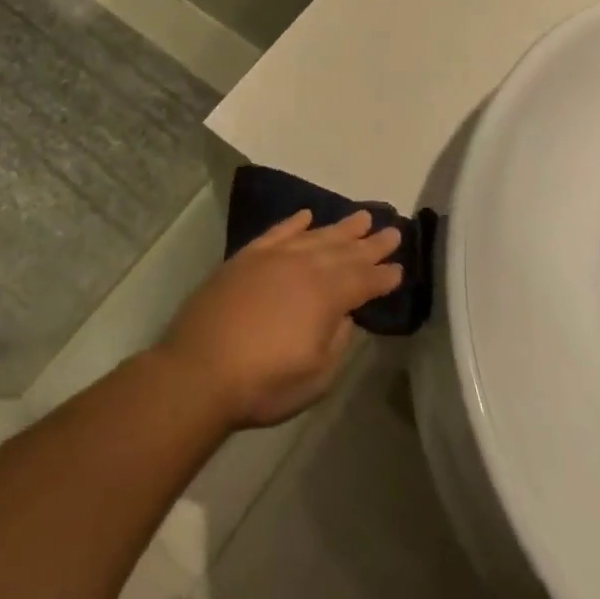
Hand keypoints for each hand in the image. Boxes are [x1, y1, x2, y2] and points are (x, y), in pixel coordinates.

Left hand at [154, 210, 402, 429]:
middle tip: (393, 231)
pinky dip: (293, 223)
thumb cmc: (264, 382)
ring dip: (339, 228)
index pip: (363, 280)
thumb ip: (338, 339)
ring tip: (361, 217)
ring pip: (314, 235)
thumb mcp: (317, 375)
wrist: (199, 370)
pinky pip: (276, 232)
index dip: (383, 276)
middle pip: (343, 251)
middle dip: (370, 243)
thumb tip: (344, 314)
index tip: (400, 267)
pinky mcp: (245, 258)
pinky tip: (306, 215)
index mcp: (325, 295)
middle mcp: (302, 266)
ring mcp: (271, 258)